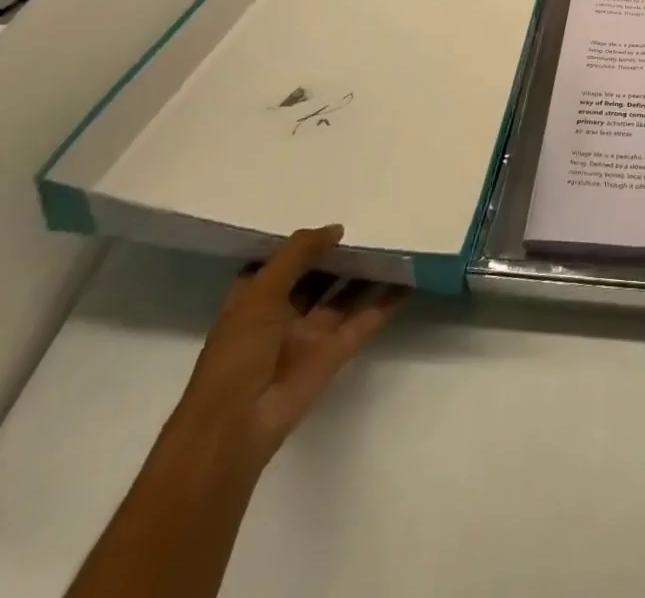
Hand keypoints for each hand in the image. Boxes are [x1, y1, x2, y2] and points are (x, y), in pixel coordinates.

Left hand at [171, 225, 405, 475]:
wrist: (236, 426)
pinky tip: (408, 281)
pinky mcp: (334, 354)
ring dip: (367, 275)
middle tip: (375, 225)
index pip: (283, 262)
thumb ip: (298, 254)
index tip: (333, 218)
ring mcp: (310, 336)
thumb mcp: (260, 291)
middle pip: (318, 277)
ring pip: (344, 297)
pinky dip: (385, 303)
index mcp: (256, 299)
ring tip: (397, 245)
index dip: (305, 242)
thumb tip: (337, 229)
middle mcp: (283, 314)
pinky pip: (364, 321)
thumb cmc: (238, 352)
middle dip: (342, 255)